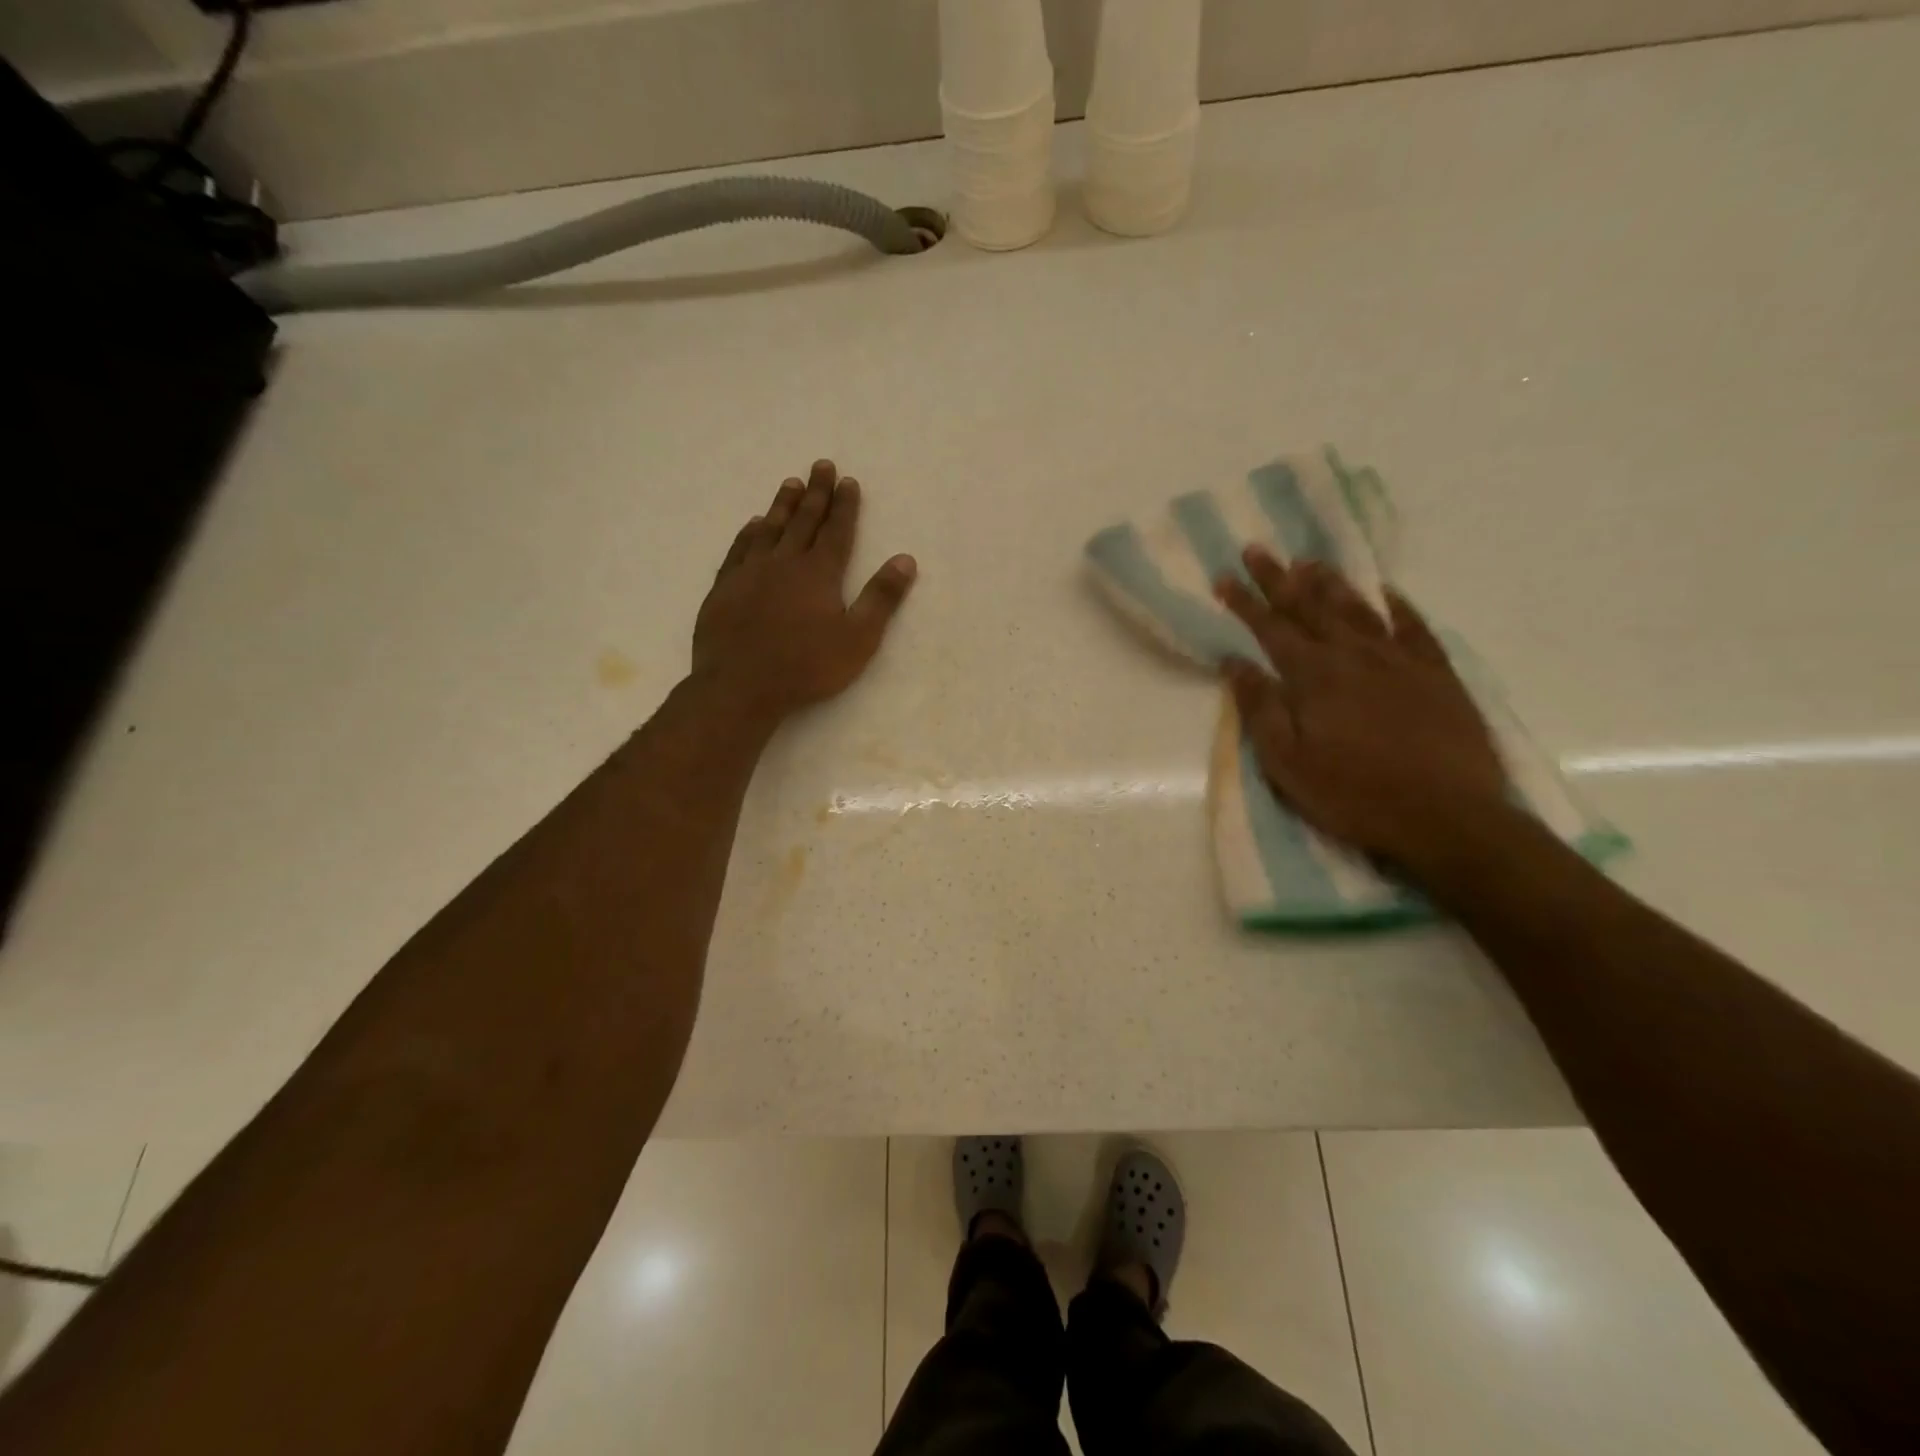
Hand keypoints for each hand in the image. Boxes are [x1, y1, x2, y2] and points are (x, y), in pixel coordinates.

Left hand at [692, 460, 916, 726]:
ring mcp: (750, 573)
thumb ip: (881, 598)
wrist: (740, 686)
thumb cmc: (806, 667)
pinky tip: (753, 525)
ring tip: (790, 483)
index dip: (845, 506)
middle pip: (804, 520)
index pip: (837, 531)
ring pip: (770, 529)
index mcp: (819, 573)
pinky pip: (739, 549)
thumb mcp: (858, 638)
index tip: (849, 481)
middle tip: (821, 465)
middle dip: (816, 493)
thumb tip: (905, 560)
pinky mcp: (725, 588)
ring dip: (782, 505)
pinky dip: (748, 533)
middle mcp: (784, 562)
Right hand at [1214, 549, 1507, 874]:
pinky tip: (1386, 592)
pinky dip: (1397, 606)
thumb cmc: (1354, 794)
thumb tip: (1234, 663)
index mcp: (1314, 677)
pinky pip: (1414, 628)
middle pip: (1310, 607)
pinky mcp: (1437, 675)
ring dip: (1330, 583)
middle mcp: (1354, 656)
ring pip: (1358, 610)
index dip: (1244, 602)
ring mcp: (1400, 661)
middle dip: (1280, 579)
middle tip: (1259, 549)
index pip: (1270, 629)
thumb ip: (1260, 708)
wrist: (1448, 816)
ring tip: (1310, 561)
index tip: (1223, 577)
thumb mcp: (1287, 762)